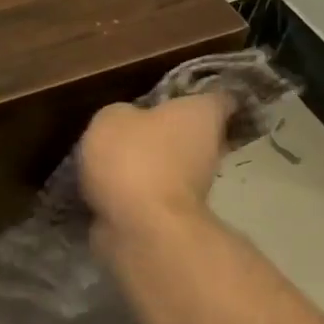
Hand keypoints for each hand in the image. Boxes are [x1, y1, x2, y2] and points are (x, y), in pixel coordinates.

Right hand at [77, 93, 229, 238]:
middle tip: (133, 128)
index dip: (199, 95)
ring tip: (112, 161)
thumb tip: (125, 124)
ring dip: (149, 165)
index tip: (177, 96)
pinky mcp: (174, 217)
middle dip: (167, 133)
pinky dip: (136, 194)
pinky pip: (152, 196)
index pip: (216, 98)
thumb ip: (121, 115)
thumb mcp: (110, 120)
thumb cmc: (134, 159)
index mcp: (202, 115)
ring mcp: (195, 188)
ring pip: (172, 167)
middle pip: (192, 135)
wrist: (139, 228)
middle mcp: (209, 149)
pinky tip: (107, 190)